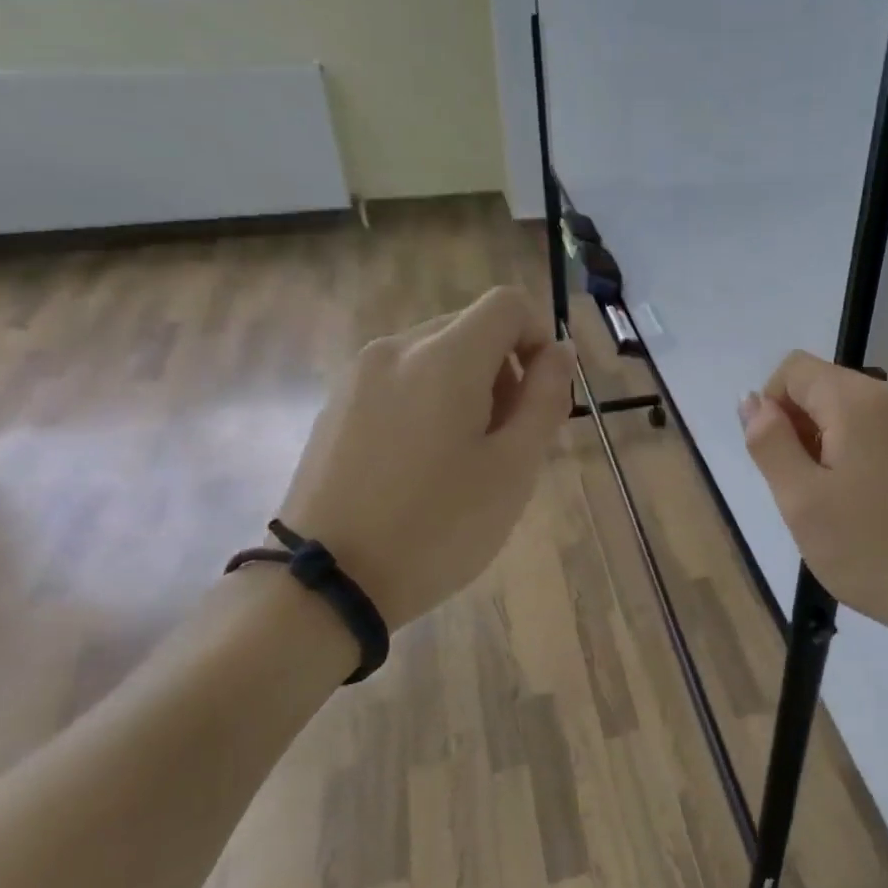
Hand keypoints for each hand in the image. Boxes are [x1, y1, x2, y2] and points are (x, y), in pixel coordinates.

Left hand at [276, 287, 575, 630]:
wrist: (328, 581)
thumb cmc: (438, 526)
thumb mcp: (513, 468)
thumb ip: (546, 399)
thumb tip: (559, 352)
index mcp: (444, 357)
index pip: (508, 305)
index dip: (540, 338)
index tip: (543, 396)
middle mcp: (396, 349)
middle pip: (471, 327)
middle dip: (506, 369)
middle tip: (509, 439)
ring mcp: (358, 375)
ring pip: (435, 354)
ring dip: (469, 386)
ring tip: (466, 456)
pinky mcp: (337, 404)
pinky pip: (401, 379)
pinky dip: (430, 399)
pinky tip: (424, 462)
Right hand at [741, 351, 887, 638]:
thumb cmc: (868, 549)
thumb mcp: (800, 499)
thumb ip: (769, 442)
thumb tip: (752, 400)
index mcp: (860, 401)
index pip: (795, 369)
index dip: (771, 407)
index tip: (779, 461)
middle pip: (826, 386)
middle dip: (801, 427)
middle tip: (806, 490)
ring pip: (853, 410)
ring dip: (829, 442)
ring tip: (837, 500)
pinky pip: (882, 429)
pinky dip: (860, 451)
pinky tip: (866, 500)